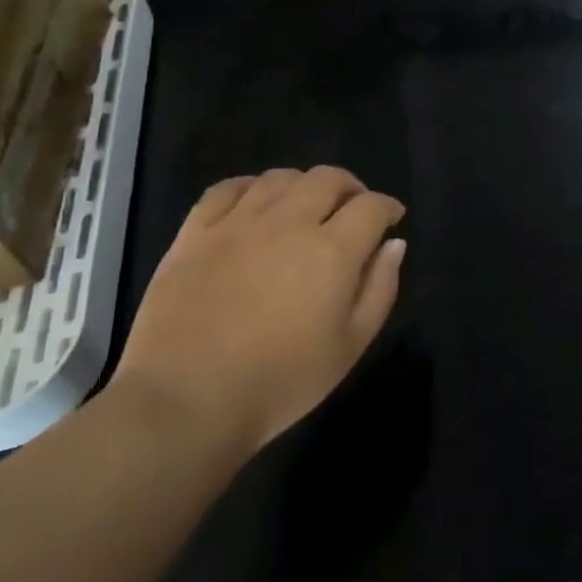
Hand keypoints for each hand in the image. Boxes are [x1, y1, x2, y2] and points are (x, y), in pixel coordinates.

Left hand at [112, 167, 406, 464]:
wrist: (186, 403)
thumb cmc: (280, 383)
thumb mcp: (350, 347)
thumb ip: (379, 289)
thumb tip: (394, 245)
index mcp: (332, 251)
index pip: (371, 206)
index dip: (388, 207)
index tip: (392, 219)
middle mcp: (289, 223)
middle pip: (327, 179)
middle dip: (350, 187)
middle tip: (352, 209)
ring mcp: (238, 224)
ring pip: (280, 178)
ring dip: (303, 185)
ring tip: (304, 206)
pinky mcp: (195, 233)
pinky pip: (226, 189)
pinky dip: (249, 187)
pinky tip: (254, 203)